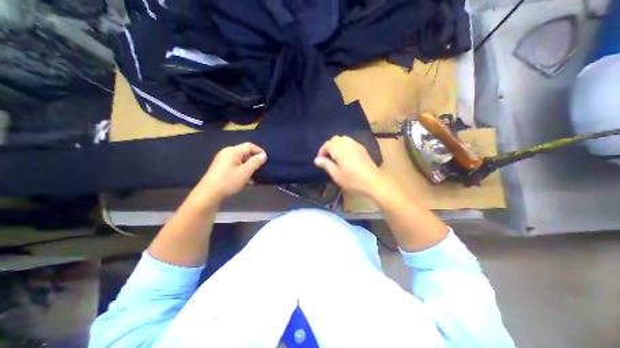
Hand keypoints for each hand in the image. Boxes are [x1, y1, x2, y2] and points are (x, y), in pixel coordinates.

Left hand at [197, 142, 267, 200]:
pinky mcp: (222, 168)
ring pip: (241, 160)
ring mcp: (224, 161)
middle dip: (254, 159)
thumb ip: (255, 162)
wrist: (209, 194)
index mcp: (232, 151)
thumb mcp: (245, 172)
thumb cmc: (228, 181)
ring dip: (249, 166)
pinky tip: (248, 180)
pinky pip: (236, 166)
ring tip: (256, 175)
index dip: (259, 151)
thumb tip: (263, 155)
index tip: (266, 160)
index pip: (249, 146)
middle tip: (262, 168)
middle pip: (245, 152)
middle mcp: (227, 153)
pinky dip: (243, 170)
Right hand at [315, 135, 385, 196]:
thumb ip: (326, 165)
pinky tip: (345, 155)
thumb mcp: (336, 174)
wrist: (373, 181)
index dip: (322, 151)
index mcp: (339, 149)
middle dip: (328, 147)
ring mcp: (356, 145)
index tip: (320, 161)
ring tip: (335, 156)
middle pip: (334, 139)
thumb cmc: (352, 179)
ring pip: (343, 139)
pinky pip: (350, 142)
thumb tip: (317, 159)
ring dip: (336, 145)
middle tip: (327, 158)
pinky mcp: (362, 148)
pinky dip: (344, 145)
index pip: (327, 144)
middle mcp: (347, 144)